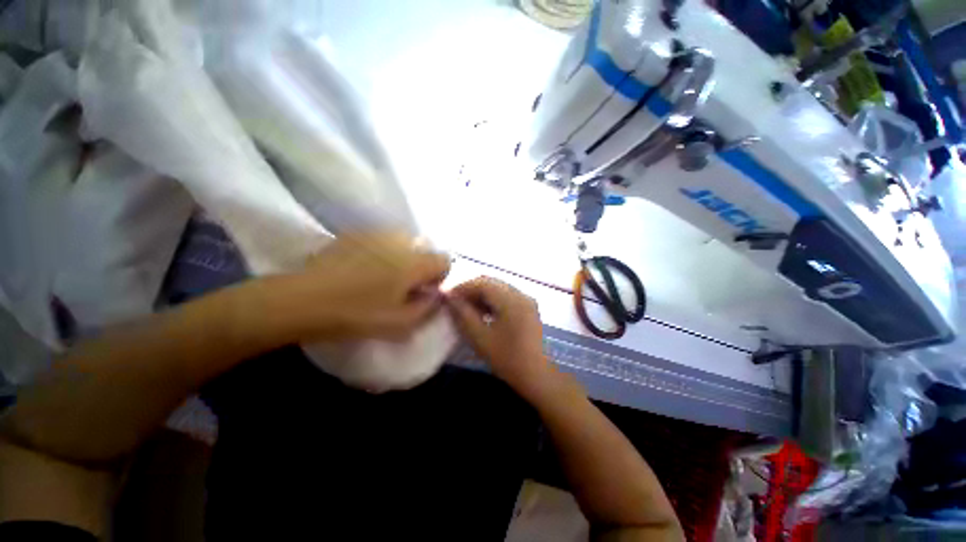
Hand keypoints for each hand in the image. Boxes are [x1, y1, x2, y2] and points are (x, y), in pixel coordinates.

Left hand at [268, 231, 449, 342]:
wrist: (303, 300)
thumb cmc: (358, 314)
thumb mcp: (401, 323)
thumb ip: (428, 308)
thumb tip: (435, 295)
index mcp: (415, 262)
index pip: (445, 260)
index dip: (440, 276)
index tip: (425, 290)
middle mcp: (401, 241)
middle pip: (425, 248)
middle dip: (421, 265)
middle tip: (403, 285)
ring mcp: (376, 233)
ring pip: (403, 242)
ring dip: (401, 257)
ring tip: (381, 275)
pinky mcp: (355, 233)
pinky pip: (380, 239)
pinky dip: (381, 251)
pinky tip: (361, 267)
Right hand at [447, 277, 555, 397]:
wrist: (538, 377)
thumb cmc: (508, 359)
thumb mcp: (481, 338)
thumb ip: (463, 315)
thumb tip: (450, 298)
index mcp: (511, 300)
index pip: (482, 283)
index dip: (462, 286)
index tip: (447, 296)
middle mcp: (521, 294)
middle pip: (491, 283)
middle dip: (471, 289)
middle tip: (455, 301)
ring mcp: (526, 300)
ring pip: (498, 289)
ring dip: (481, 295)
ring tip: (465, 307)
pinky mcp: (528, 308)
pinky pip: (506, 296)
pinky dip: (491, 301)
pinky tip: (482, 312)